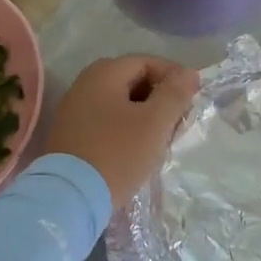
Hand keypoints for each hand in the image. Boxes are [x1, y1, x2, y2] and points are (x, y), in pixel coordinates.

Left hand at [46, 55, 199, 204]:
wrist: (68, 198)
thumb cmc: (117, 154)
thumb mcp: (154, 123)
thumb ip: (174, 94)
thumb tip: (189, 73)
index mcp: (104, 72)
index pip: (147, 62)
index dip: (174, 77)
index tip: (192, 99)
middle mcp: (85, 83)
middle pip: (132, 81)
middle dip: (159, 97)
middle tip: (178, 121)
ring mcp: (74, 109)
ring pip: (120, 103)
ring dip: (144, 115)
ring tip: (161, 138)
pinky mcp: (70, 134)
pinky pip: (106, 120)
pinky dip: (126, 128)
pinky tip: (137, 149)